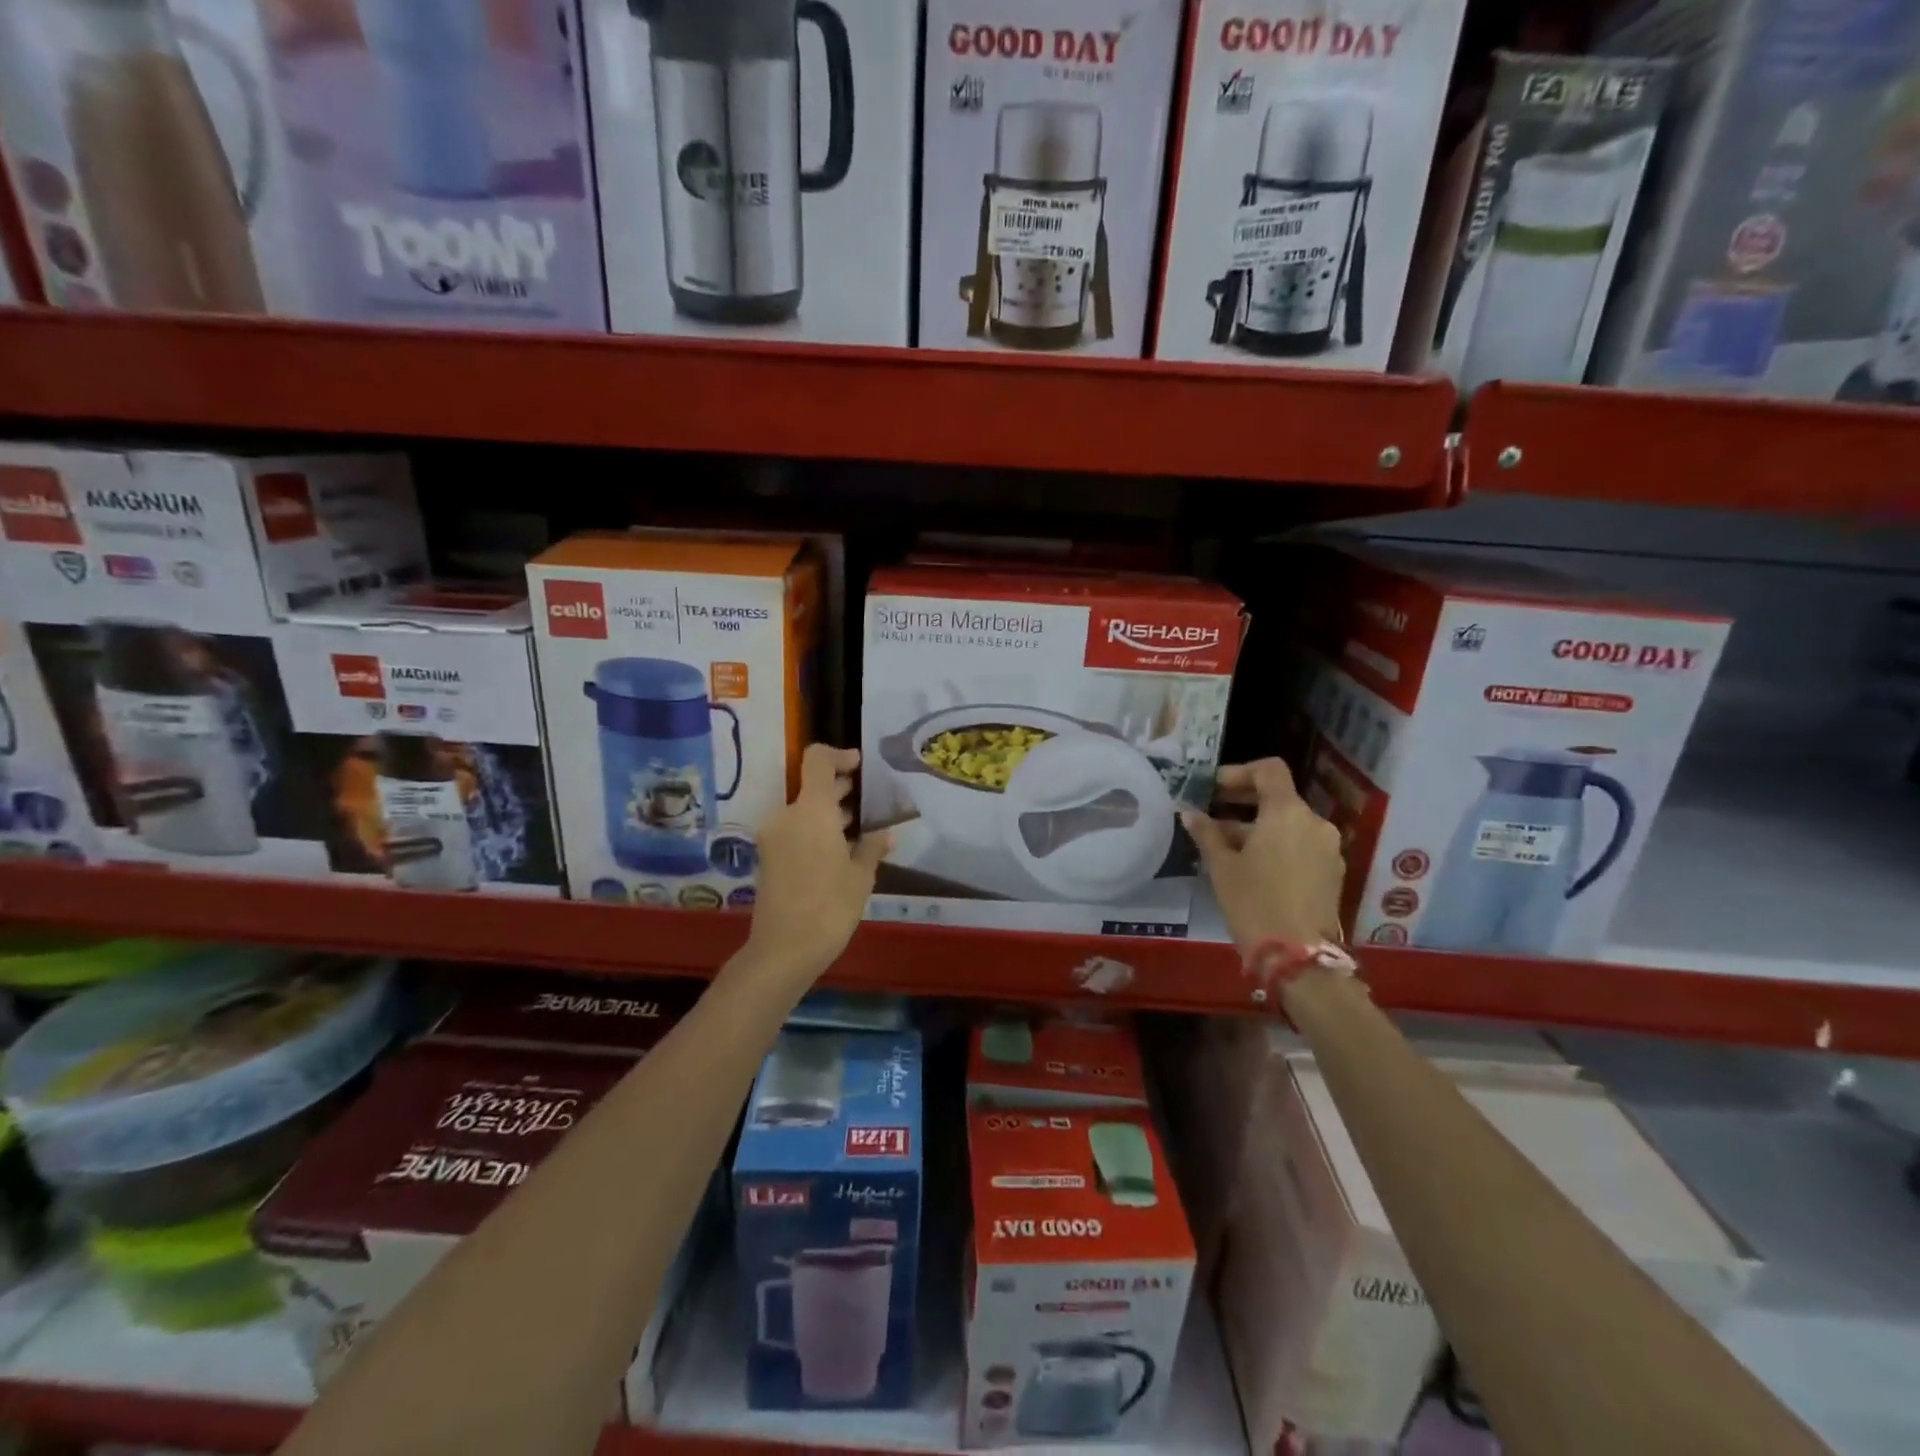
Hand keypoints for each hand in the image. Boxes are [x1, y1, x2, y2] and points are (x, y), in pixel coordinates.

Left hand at [744, 744, 891, 983]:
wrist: (784, 949)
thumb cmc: (829, 906)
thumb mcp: (860, 876)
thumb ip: (872, 847)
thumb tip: (886, 833)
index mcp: (811, 810)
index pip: (817, 760)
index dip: (838, 755)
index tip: (859, 764)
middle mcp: (787, 815)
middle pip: (811, 786)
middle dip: (838, 788)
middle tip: (866, 797)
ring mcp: (773, 837)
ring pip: (803, 810)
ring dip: (827, 812)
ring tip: (857, 826)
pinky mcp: (768, 857)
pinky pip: (794, 830)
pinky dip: (815, 830)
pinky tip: (839, 849)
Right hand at [1182, 759, 1344, 957]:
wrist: (1299, 956)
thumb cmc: (1254, 902)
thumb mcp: (1222, 866)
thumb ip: (1207, 833)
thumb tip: (1190, 813)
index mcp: (1287, 812)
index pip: (1269, 770)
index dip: (1239, 772)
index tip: (1213, 789)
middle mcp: (1314, 823)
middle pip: (1279, 797)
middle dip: (1244, 802)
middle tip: (1213, 813)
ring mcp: (1328, 848)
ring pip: (1289, 824)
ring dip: (1258, 827)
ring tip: (1226, 846)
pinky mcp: (1332, 872)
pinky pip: (1300, 845)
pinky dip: (1276, 845)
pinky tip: (1252, 866)